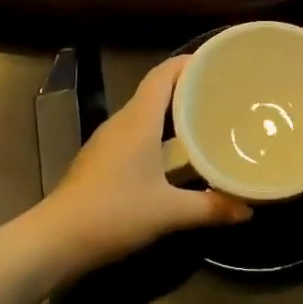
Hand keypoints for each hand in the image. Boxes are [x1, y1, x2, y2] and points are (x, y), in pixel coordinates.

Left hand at [40, 55, 251, 269]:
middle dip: (188, 87)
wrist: (54, 240)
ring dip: (173, 111)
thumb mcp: (168, 212)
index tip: (217, 62)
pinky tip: (176, 154)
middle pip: (156, 90)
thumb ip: (210, 208)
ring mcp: (107, 140)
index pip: (164, 74)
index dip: (189, 62)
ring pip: (145, 113)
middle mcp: (122, 122)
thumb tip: (248, 210)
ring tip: (205, 119)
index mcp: (139, 120)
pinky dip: (159, 132)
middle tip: (222, 93)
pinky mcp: (100, 160)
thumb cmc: (113, 214)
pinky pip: (135, 132)